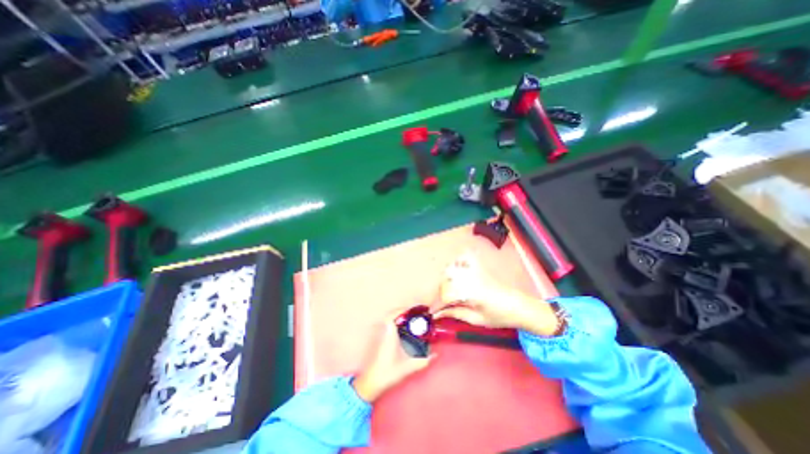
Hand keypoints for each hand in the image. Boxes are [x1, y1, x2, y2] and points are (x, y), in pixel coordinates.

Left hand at [352, 312, 432, 403]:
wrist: (372, 382)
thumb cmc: (388, 373)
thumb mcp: (408, 367)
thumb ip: (423, 361)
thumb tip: (435, 354)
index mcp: (389, 334)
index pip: (393, 315)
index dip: (402, 310)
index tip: (413, 311)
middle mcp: (383, 331)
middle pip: (391, 315)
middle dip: (402, 312)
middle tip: (414, 315)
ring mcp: (380, 335)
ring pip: (388, 320)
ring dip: (398, 317)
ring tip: (410, 321)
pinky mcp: (379, 339)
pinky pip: (387, 326)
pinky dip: (395, 324)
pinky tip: (403, 330)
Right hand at [436, 253, 557, 335]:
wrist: (519, 306)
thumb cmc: (500, 316)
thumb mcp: (477, 319)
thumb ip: (456, 313)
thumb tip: (439, 314)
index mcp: (472, 293)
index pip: (447, 295)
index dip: (438, 305)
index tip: (434, 312)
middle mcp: (471, 278)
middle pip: (446, 280)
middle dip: (441, 292)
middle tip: (442, 303)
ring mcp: (475, 271)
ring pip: (452, 268)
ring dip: (446, 278)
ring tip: (448, 290)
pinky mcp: (479, 268)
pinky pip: (464, 258)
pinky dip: (457, 262)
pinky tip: (455, 270)